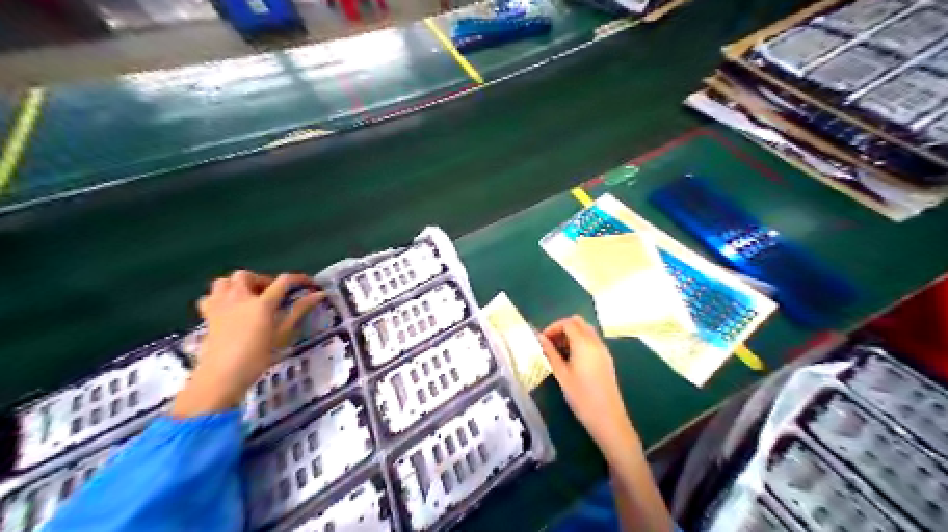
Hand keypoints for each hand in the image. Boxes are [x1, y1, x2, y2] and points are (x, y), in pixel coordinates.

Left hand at [173, 272, 324, 417]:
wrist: (222, 376)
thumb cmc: (257, 357)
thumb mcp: (283, 334)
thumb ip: (299, 311)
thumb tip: (319, 295)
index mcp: (262, 303)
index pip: (282, 282)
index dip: (298, 279)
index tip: (309, 284)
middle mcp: (239, 298)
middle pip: (247, 276)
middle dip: (260, 280)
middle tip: (270, 294)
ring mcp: (220, 305)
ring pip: (224, 281)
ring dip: (237, 285)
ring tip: (247, 297)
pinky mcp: (207, 316)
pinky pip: (209, 297)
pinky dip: (219, 297)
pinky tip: (227, 308)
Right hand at [537, 315, 640, 456]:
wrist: (608, 419)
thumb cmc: (581, 397)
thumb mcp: (561, 375)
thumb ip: (550, 353)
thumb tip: (539, 338)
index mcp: (584, 344)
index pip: (568, 323)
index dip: (553, 327)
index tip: (542, 340)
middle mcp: (596, 342)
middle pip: (578, 323)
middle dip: (562, 328)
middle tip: (550, 343)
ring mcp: (603, 350)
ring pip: (586, 331)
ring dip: (571, 334)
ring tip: (558, 352)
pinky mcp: (606, 359)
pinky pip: (592, 341)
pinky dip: (580, 342)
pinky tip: (571, 359)